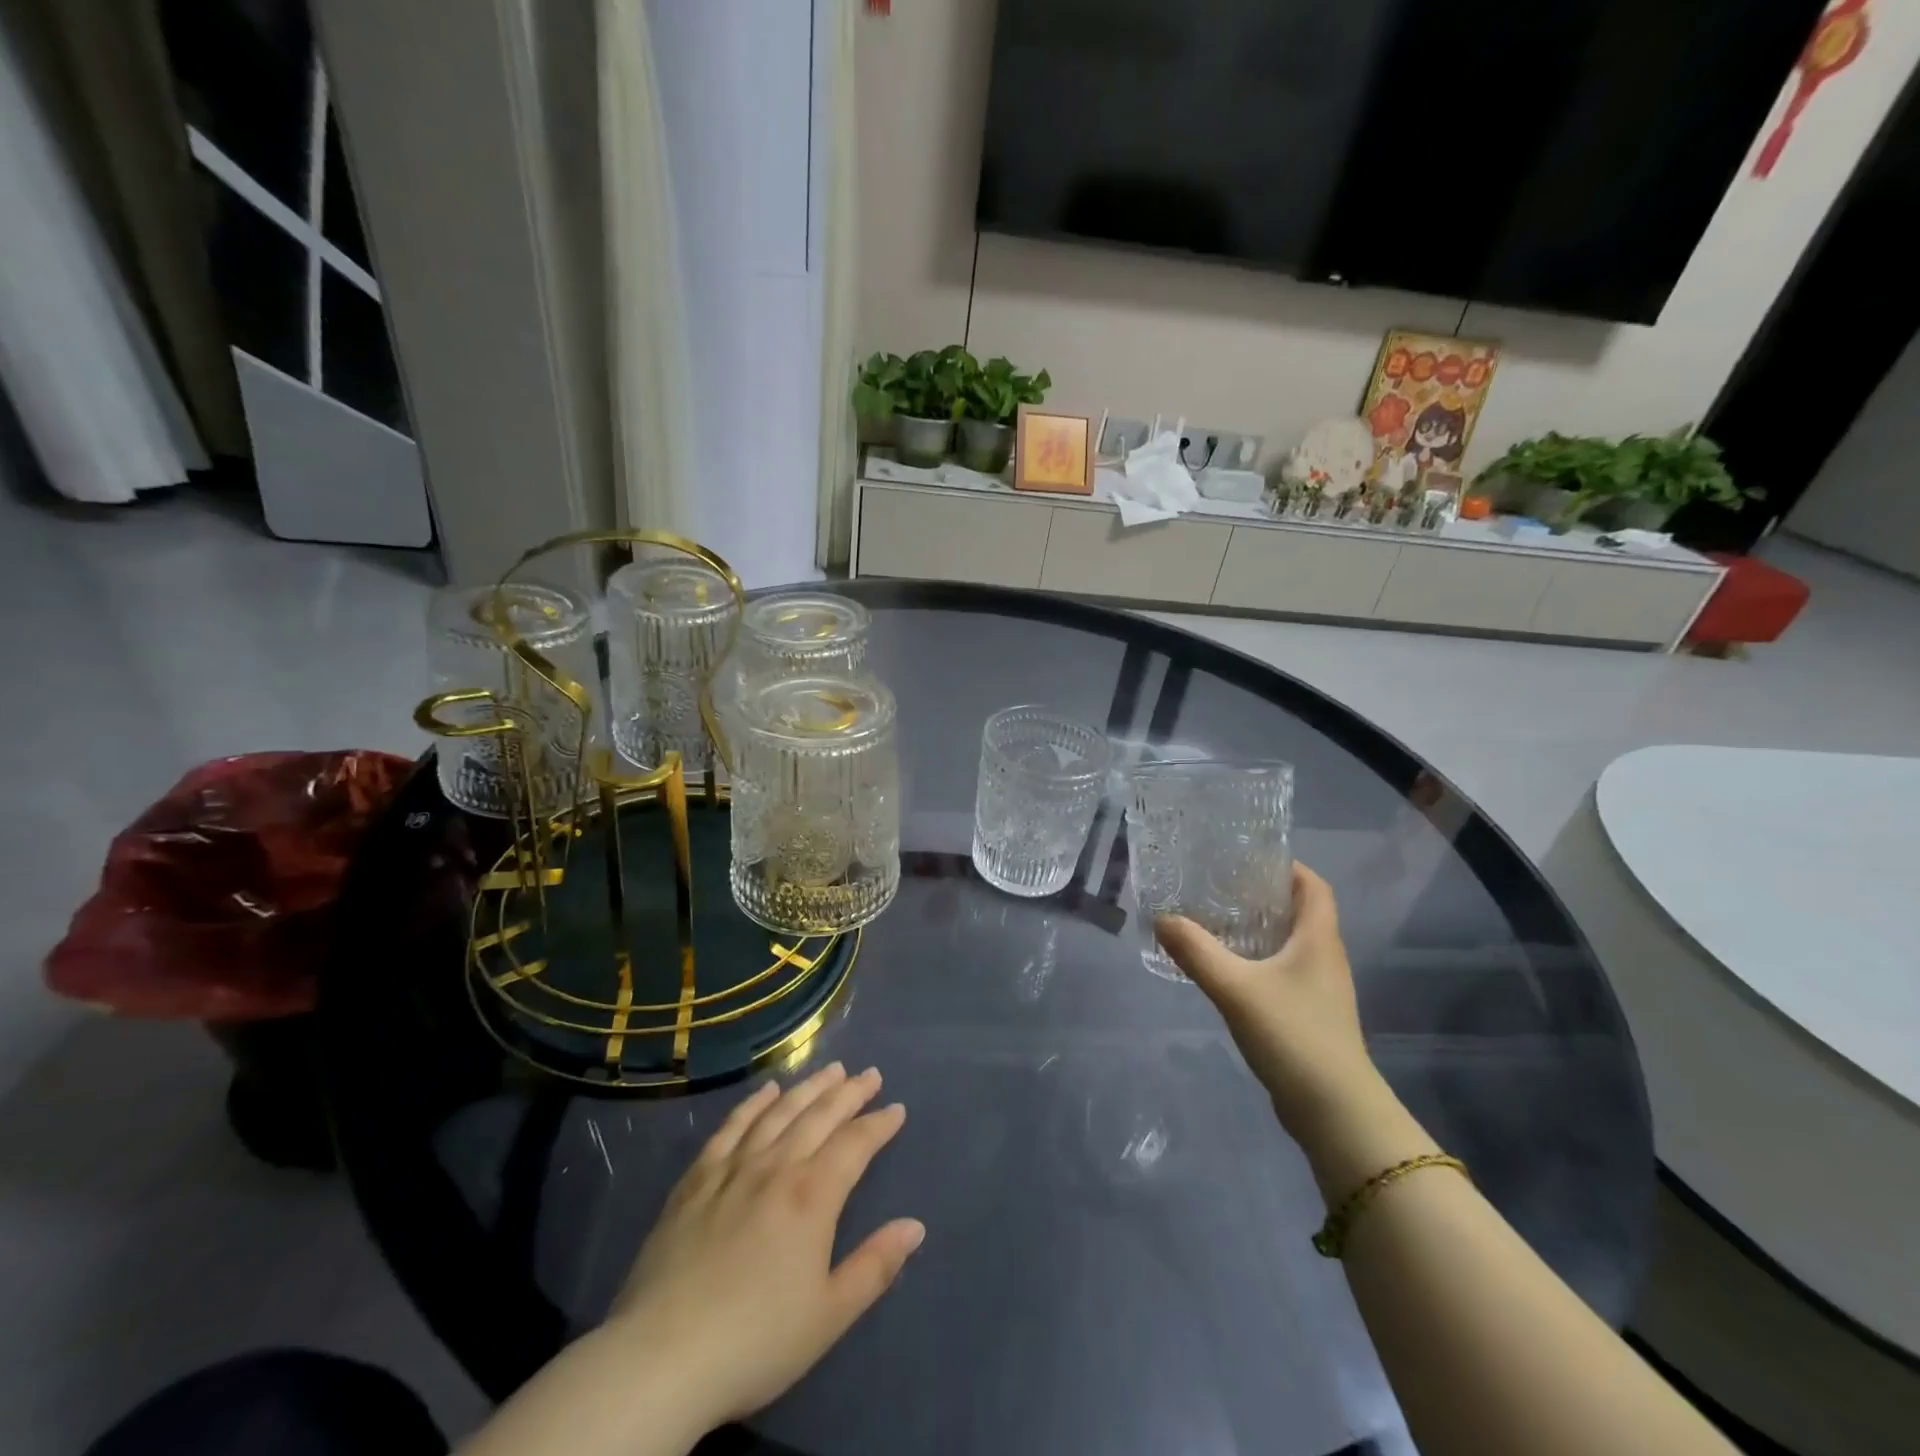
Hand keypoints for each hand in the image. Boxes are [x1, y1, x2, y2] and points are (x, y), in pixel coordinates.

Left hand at [607, 1064, 924, 1428]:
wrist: (660, 1359)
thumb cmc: (755, 1342)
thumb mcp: (829, 1316)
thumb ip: (875, 1266)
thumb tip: (915, 1226)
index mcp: (812, 1196)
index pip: (855, 1144)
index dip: (879, 1124)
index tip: (897, 1109)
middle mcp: (776, 1167)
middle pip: (820, 1115)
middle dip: (850, 1092)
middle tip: (870, 1074)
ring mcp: (733, 1168)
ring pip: (779, 1112)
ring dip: (809, 1087)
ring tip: (831, 1069)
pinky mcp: (696, 1179)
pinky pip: (731, 1128)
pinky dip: (753, 1104)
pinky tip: (767, 1091)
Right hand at [1155, 863, 1382, 1142]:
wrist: (1334, 1111)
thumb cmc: (1293, 1035)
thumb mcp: (1235, 988)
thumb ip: (1196, 951)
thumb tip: (1162, 918)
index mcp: (1318, 939)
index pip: (1314, 886)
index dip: (1288, 866)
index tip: (1249, 857)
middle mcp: (1325, 957)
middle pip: (1300, 912)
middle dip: (1264, 895)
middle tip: (1219, 886)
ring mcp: (1320, 989)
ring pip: (1290, 944)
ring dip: (1260, 929)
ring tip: (1216, 921)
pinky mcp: (1310, 1015)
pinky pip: (1284, 972)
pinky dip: (1259, 961)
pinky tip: (1228, 969)